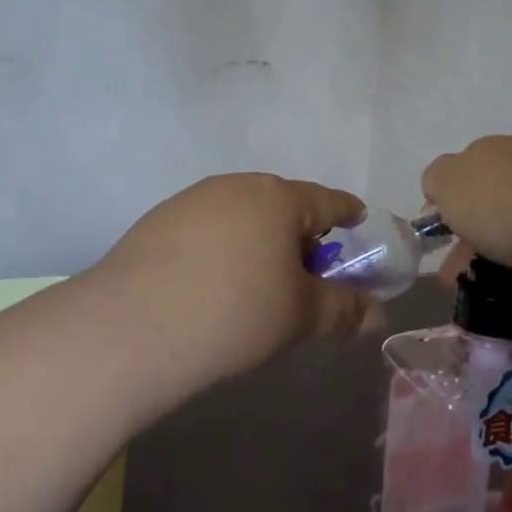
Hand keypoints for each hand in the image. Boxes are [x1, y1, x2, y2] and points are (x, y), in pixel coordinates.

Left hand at [91, 174, 379, 387]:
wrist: (134, 326)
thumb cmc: (235, 313)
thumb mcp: (300, 316)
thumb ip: (343, 309)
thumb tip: (377, 315)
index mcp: (278, 197)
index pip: (329, 200)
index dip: (349, 215)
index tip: (358, 227)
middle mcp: (237, 185)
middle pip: (283, 204)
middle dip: (300, 235)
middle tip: (305, 276)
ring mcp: (193, 198)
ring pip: (242, 214)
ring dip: (259, 240)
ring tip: (255, 285)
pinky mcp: (159, 219)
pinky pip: (207, 227)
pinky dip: (221, 247)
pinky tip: (210, 284)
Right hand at [421, 136, 511, 278]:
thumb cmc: (500, 205)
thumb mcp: (446, 184)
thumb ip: (436, 179)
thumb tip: (443, 186)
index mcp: (487, 148)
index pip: (457, 172)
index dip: (445, 205)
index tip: (441, 239)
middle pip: (486, 196)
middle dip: (469, 233)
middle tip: (458, 272)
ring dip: (497, 247)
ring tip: (488, 284)